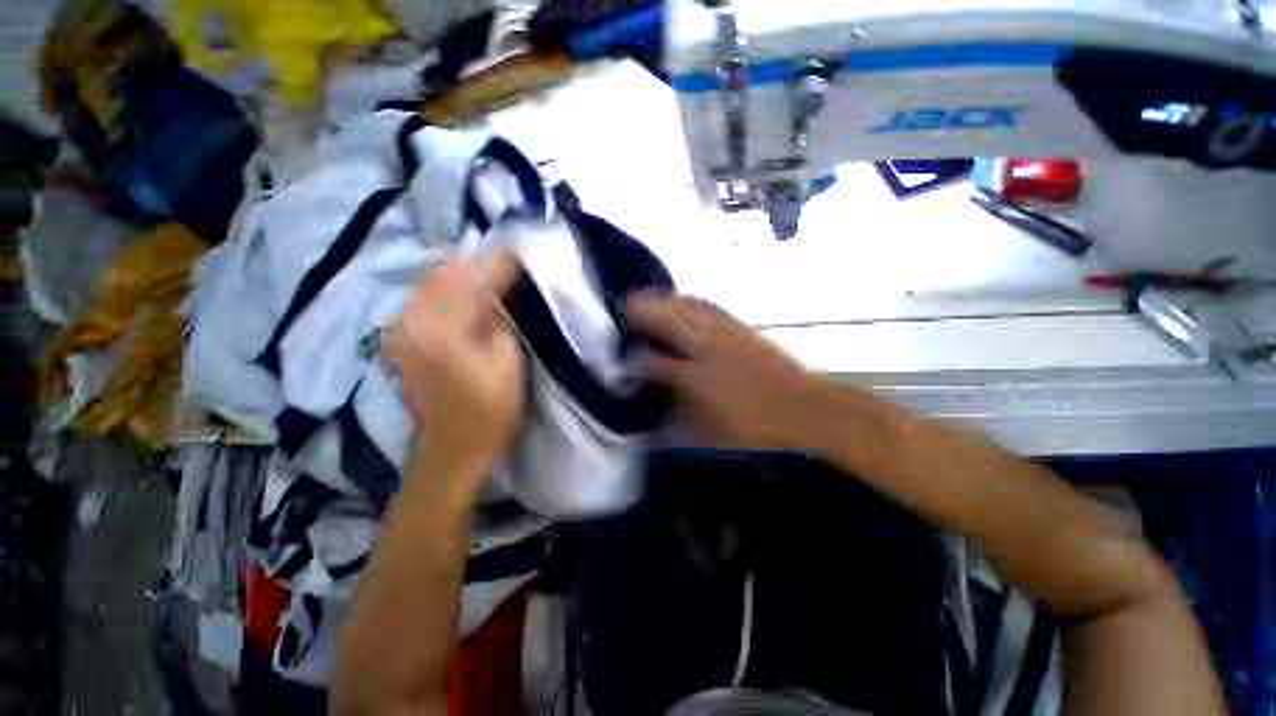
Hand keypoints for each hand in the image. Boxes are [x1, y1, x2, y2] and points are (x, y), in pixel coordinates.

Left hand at [381, 252, 523, 495]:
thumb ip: (502, 321)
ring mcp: (400, 328)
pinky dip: (444, 289)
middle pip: (446, 271)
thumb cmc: (489, 412)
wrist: (451, 451)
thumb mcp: (509, 365)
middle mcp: (413, 320)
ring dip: (461, 273)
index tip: (522, 255)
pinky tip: (463, 293)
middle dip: (479, 262)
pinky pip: (421, 298)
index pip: (476, 280)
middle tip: (507, 263)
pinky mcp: (399, 338)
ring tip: (488, 273)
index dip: (502, 265)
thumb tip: (502, 292)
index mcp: (445, 328)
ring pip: (430, 281)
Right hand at [627, 292, 822, 448]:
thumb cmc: (752, 424)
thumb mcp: (709, 429)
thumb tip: (658, 405)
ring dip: (665, 301)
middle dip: (644, 311)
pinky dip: (692, 300)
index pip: (654, 363)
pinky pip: (710, 307)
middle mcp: (705, 349)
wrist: (801, 407)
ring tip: (648, 296)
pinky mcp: (740, 328)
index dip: (635, 359)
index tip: (621, 357)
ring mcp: (724, 334)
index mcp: (694, 377)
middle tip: (626, 305)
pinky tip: (685, 298)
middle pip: (668, 322)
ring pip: (687, 309)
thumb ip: (678, 414)